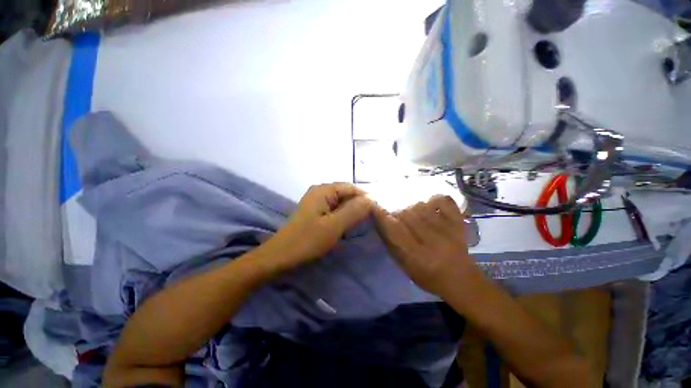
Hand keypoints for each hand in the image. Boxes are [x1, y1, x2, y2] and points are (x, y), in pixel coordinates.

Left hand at [263, 183, 374, 272]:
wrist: (281, 256)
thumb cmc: (307, 240)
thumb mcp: (334, 226)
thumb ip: (354, 210)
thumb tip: (372, 199)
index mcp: (323, 190)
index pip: (352, 188)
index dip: (365, 198)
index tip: (377, 212)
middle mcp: (320, 191)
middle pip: (346, 194)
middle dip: (359, 205)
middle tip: (370, 220)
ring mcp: (317, 201)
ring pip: (341, 202)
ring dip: (352, 212)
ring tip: (361, 224)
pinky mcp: (316, 212)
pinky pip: (335, 209)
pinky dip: (343, 216)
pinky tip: (348, 225)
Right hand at [374, 195, 476, 296]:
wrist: (462, 280)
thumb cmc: (429, 277)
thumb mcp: (406, 267)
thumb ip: (392, 244)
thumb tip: (381, 221)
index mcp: (419, 257)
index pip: (396, 230)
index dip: (383, 216)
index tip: (375, 207)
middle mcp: (434, 242)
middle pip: (408, 215)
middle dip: (397, 213)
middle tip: (397, 216)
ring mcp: (450, 230)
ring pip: (422, 206)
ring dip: (412, 207)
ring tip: (412, 214)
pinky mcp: (460, 223)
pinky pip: (444, 201)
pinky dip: (434, 199)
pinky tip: (429, 204)